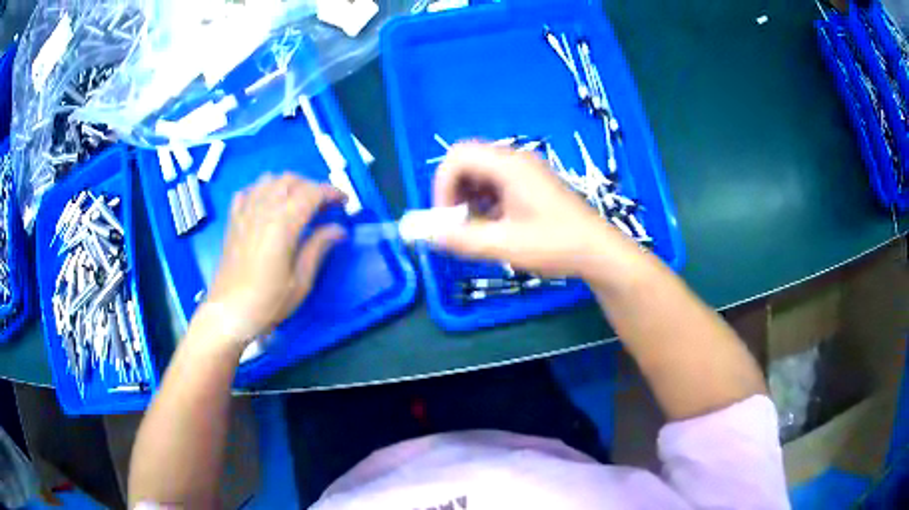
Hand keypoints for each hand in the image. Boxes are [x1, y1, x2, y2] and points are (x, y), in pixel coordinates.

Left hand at [200, 173, 344, 346]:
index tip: (344, 202)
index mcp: (283, 223)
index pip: (312, 192)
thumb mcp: (301, 280)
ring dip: (288, 185)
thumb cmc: (268, 301)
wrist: (229, 313)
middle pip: (291, 180)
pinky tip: (268, 205)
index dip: (332, 192)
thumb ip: (319, 248)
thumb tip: (339, 229)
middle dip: (312, 187)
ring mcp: (245, 212)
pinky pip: (248, 191)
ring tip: (298, 203)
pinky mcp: (233, 220)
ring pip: (269, 180)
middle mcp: (263, 209)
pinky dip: (262, 190)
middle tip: (324, 206)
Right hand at [433, 142, 639, 277]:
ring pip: (480, 174)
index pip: (456, 157)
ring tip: (475, 229)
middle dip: (453, 193)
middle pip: (467, 162)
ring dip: (468, 199)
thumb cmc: (556, 244)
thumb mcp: (505, 245)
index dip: (442, 186)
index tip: (446, 219)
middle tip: (457, 224)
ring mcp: (525, 171)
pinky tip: (493, 227)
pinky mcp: (531, 183)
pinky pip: (495, 184)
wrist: (598, 251)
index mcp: (509, 165)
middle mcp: (515, 160)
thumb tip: (429, 236)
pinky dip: (484, 203)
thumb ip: (462, 239)